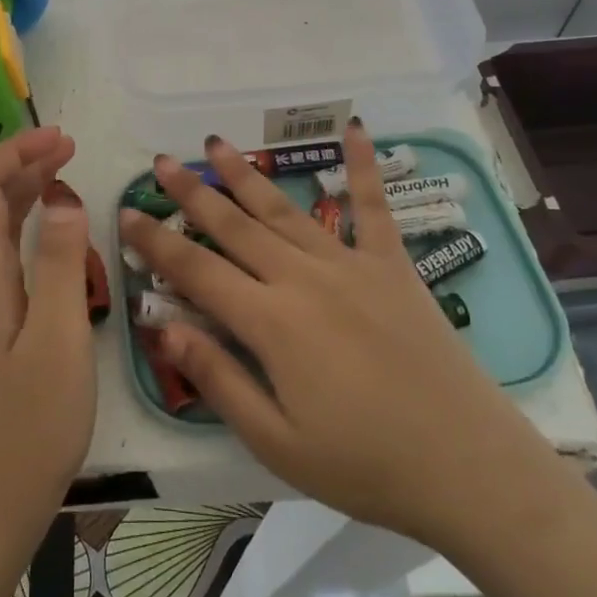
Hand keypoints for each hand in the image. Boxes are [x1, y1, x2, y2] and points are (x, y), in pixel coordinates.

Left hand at [0, 125, 97, 530]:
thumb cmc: (32, 421)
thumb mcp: (59, 337)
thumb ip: (63, 262)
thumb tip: (64, 198)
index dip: (16, 155)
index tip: (60, 137)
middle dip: (23, 165)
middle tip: (70, 147)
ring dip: (25, 193)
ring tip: (66, 173)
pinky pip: (3, 256)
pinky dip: (27, 227)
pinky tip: (56, 233)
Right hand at [118, 120, 554, 554]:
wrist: (468, 468)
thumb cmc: (365, 465)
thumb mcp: (277, 442)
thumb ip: (218, 380)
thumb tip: (165, 329)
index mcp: (271, 322)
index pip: (197, 271)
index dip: (156, 242)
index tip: (127, 213)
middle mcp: (303, 278)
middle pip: (234, 227)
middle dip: (192, 193)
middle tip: (161, 161)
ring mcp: (350, 265)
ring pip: (284, 209)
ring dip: (246, 175)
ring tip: (215, 144)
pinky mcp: (392, 266)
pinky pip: (373, 208)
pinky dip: (364, 166)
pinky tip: (357, 128)